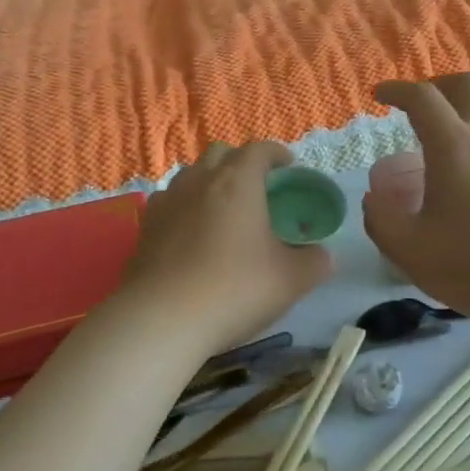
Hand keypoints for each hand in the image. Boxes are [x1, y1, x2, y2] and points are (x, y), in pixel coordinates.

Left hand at [119, 141, 333, 361]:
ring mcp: (168, 201)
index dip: (277, 154)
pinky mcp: (146, 226)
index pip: (259, 150)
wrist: (162, 320)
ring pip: (192, 175)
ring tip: (224, 210)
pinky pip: (170, 201)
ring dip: (211, 182)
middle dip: (242, 162)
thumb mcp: (290, 280)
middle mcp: (200, 180)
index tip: (289, 168)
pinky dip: (186, 206)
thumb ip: (314, 262)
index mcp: (238, 182)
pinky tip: (192, 233)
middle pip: (221, 154)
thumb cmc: (234, 290)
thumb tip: (323, 256)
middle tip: (258, 189)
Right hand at [363, 75, 469, 331]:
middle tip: (418, 105)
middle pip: (466, 83)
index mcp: (454, 146)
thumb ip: (381, 219)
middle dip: (436, 85)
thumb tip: (374, 197)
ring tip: (451, 120)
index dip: (397, 89)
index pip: (423, 98)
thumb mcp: (409, 249)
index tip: (380, 95)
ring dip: (468, 98)